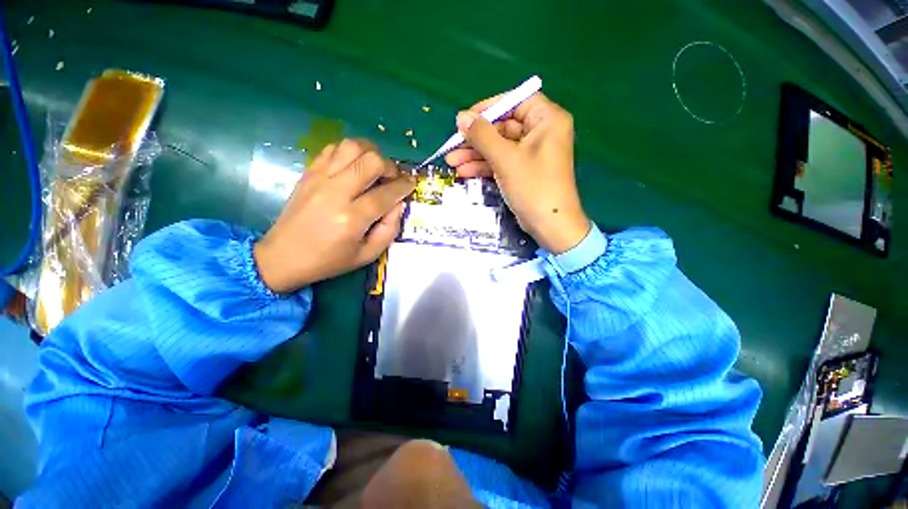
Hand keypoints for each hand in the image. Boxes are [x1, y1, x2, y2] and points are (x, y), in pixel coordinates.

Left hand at [254, 140, 414, 293]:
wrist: (283, 256)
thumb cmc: (329, 260)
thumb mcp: (367, 255)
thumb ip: (390, 230)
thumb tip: (399, 203)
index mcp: (352, 219)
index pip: (386, 193)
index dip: (404, 186)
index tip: (411, 184)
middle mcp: (336, 192)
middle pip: (372, 161)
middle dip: (391, 167)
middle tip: (393, 178)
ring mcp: (319, 178)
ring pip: (352, 146)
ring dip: (371, 153)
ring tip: (376, 168)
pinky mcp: (309, 172)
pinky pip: (333, 148)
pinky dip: (350, 152)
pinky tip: (355, 166)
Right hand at [445, 92, 588, 253]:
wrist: (549, 225)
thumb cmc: (533, 187)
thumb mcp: (505, 158)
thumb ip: (482, 135)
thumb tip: (461, 117)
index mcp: (547, 120)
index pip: (515, 102)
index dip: (489, 108)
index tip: (466, 118)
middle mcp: (541, 133)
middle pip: (503, 127)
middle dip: (476, 139)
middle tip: (452, 145)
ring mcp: (531, 154)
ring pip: (499, 147)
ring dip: (475, 154)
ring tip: (451, 161)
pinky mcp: (523, 171)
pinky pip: (501, 162)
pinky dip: (484, 166)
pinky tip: (464, 171)